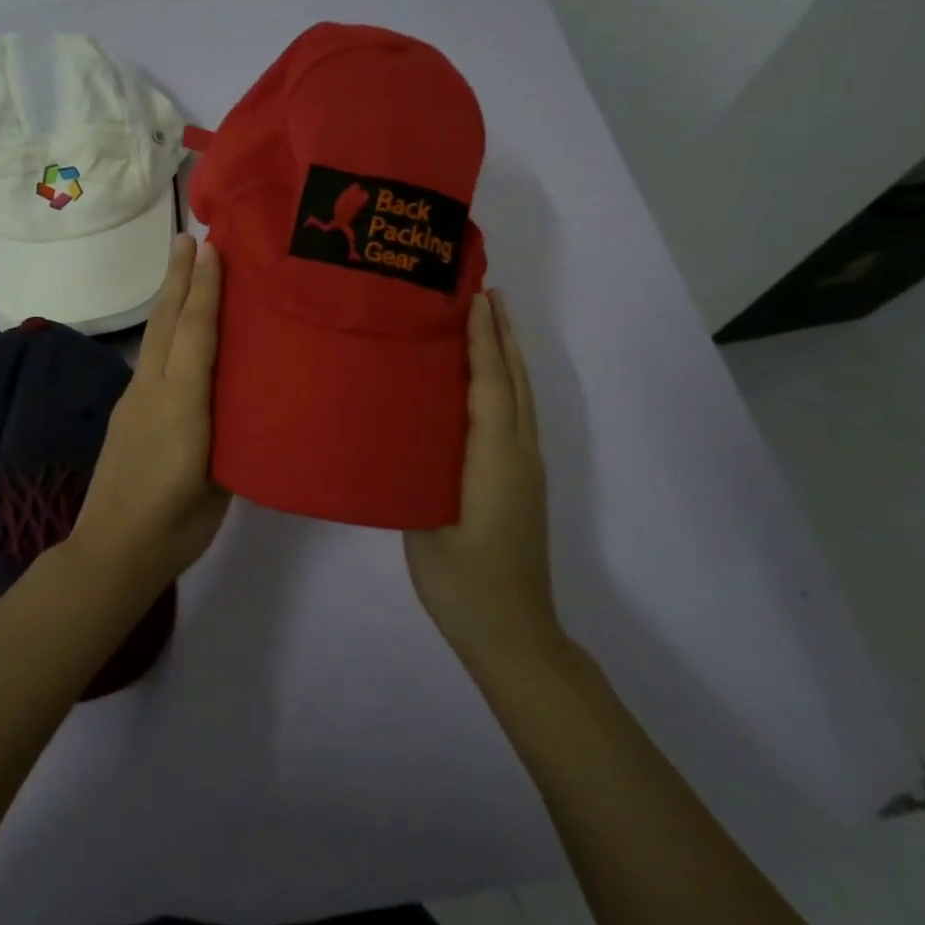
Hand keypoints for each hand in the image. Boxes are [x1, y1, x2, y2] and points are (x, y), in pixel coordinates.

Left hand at [69, 234, 231, 592]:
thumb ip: (231, 435)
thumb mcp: (219, 481)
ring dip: (170, 298)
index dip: (204, 289)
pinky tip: (177, 331)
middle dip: (179, 277)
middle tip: (188, 236)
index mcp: (181, 405)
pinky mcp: (125, 413)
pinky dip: (166, 331)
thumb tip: (243, 404)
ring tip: (184, 268)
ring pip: (156, 337)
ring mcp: (134, 400)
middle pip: (167, 322)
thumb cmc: (176, 524)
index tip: (210, 247)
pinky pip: (151, 359)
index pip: (195, 334)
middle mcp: (153, 391)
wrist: (112, 551)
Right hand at [405, 290, 562, 671]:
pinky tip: (489, 384)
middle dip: (502, 336)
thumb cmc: (462, 582)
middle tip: (486, 293)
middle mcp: (518, 455)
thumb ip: (416, 472)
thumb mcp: (424, 525)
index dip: (483, 340)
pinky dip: (506, 386)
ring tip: (491, 323)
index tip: (476, 298)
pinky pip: (517, 417)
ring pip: (521, 399)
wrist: (513, 632)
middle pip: (514, 382)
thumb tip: (399, 430)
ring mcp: (526, 469)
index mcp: (494, 460)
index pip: (490, 385)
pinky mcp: (522, 482)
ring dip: (507, 357)